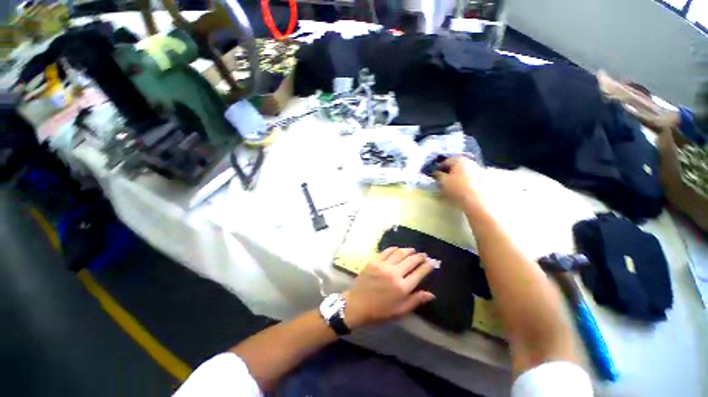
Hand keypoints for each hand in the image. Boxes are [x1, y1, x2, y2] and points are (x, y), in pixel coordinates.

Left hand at [344, 247, 435, 328]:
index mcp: (402, 287)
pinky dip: (394, 249)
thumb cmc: (380, 311)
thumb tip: (431, 294)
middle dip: (420, 256)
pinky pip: (386, 251)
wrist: (357, 304)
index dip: (427, 266)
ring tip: (413, 250)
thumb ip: (416, 300)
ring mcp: (383, 265)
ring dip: (408, 250)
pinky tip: (398, 249)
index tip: (432, 262)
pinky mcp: (374, 261)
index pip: (419, 273)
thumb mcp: (400, 311)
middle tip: (424, 255)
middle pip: (411, 260)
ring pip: (399, 253)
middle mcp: (394, 273)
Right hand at [433, 156, 484, 208]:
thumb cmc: (457, 188)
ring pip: (464, 171)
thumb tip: (435, 172)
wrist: (477, 201)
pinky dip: (465, 180)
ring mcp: (479, 169)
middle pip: (456, 165)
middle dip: (449, 171)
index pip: (445, 161)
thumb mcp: (443, 181)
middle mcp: (470, 161)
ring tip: (452, 185)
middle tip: (443, 180)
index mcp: (459, 160)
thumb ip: (438, 175)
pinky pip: (470, 177)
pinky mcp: (484, 178)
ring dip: (458, 175)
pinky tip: (462, 188)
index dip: (438, 168)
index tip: (434, 175)